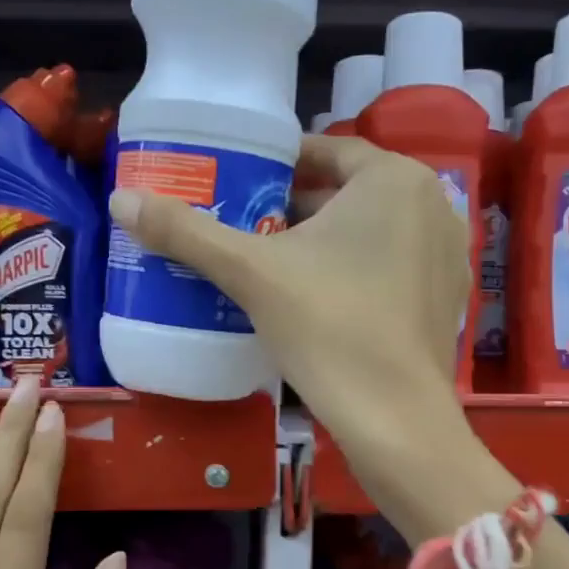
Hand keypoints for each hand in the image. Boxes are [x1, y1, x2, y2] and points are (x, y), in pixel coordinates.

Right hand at [108, 134, 470, 471]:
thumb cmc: (327, 326)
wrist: (394, 418)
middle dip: (296, 205)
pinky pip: (392, 264)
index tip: (240, 181)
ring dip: (324, 239)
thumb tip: (121, 199)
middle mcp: (432, 203)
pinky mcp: (446, 297)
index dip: (278, 163)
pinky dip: (356, 269)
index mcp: (394, 178)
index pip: (327, 150)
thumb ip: (187, 233)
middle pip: (348, 191)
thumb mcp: (252, 273)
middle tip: (245, 224)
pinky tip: (317, 297)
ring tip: (271, 260)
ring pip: (371, 230)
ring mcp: (447, 253)